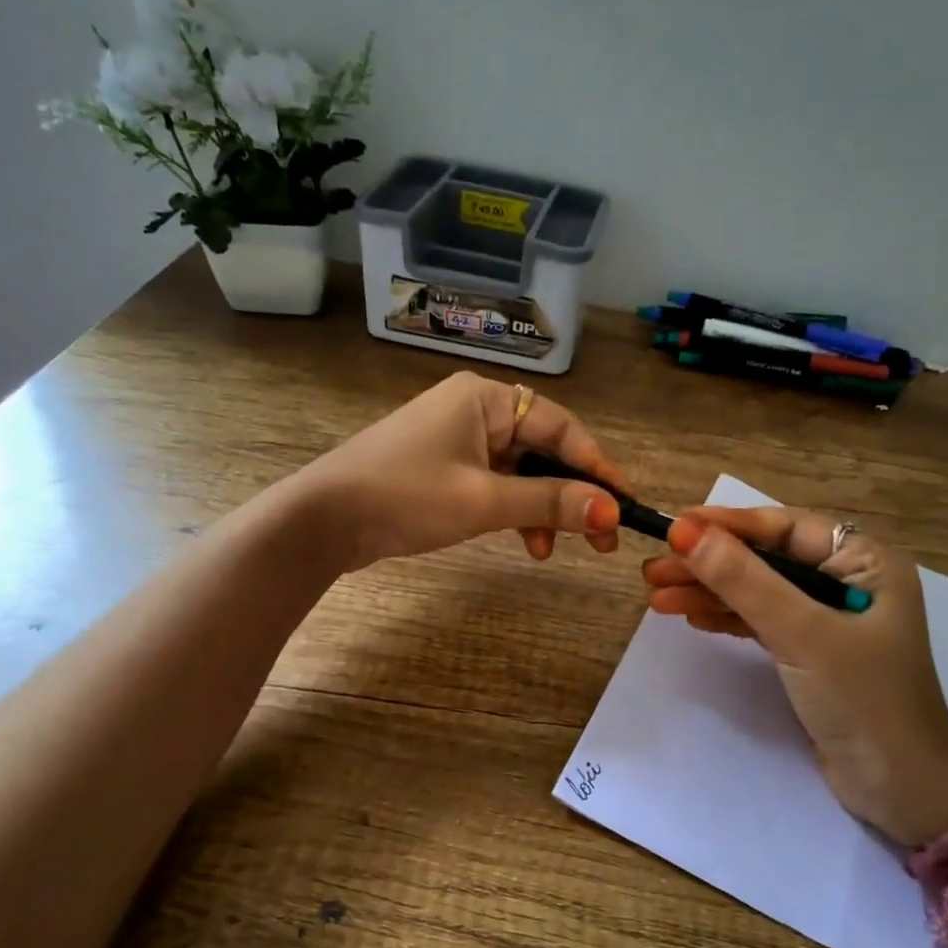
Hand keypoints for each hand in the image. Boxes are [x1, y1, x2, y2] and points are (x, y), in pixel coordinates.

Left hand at [295, 372, 626, 571]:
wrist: (322, 520)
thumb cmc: (406, 496)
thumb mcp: (484, 500)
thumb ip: (550, 502)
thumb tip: (610, 510)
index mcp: (485, 398)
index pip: (560, 427)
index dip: (596, 466)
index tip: (624, 503)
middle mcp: (475, 410)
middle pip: (542, 449)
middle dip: (571, 493)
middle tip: (601, 536)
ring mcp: (457, 439)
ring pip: (521, 471)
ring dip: (543, 508)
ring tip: (555, 548)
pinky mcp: (443, 468)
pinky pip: (495, 484)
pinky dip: (514, 511)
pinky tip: (526, 543)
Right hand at [642, 507, 947, 844]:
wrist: (902, 792)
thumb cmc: (863, 701)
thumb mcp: (802, 634)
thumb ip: (744, 580)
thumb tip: (685, 532)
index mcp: (865, 561)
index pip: (785, 528)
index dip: (727, 525)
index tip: (674, 527)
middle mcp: (848, 580)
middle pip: (766, 559)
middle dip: (710, 564)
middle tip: (653, 569)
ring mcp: (829, 618)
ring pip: (758, 591)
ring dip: (710, 593)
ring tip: (657, 597)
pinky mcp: (812, 652)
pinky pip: (762, 621)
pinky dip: (727, 618)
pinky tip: (691, 616)